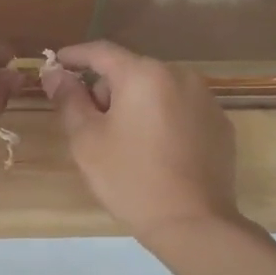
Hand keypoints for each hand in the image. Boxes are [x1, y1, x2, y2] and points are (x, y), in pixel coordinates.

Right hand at [40, 40, 242, 240]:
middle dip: (106, 88)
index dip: (74, 56)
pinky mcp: (220, 124)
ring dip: (135, 103)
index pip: (101, 51)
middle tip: (88, 120)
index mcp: (143, 75)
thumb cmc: (130, 178)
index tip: (56, 64)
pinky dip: (162, 118)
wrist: (193, 223)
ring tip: (123, 140)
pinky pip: (180, 109)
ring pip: (157, 89)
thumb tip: (55, 74)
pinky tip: (154, 150)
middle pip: (131, 70)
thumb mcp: (86, 139)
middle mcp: (179, 75)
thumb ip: (69, 99)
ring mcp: (205, 99)